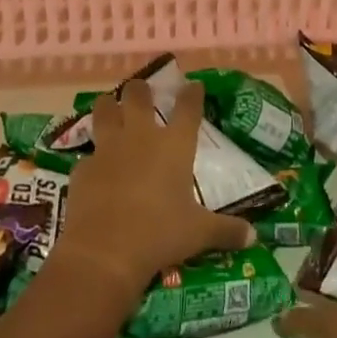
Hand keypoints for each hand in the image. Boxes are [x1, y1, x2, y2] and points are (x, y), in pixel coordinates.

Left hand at [53, 78, 254, 302]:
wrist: (104, 252)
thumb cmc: (160, 234)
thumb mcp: (199, 234)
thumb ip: (226, 230)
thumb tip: (253, 236)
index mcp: (174, 145)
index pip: (188, 108)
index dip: (192, 94)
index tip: (194, 85)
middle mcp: (141, 137)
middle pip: (138, 96)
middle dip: (140, 89)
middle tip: (142, 90)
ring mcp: (108, 149)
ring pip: (104, 111)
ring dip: (107, 106)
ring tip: (108, 105)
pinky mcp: (83, 169)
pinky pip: (88, 154)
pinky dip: (92, 157)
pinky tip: (94, 168)